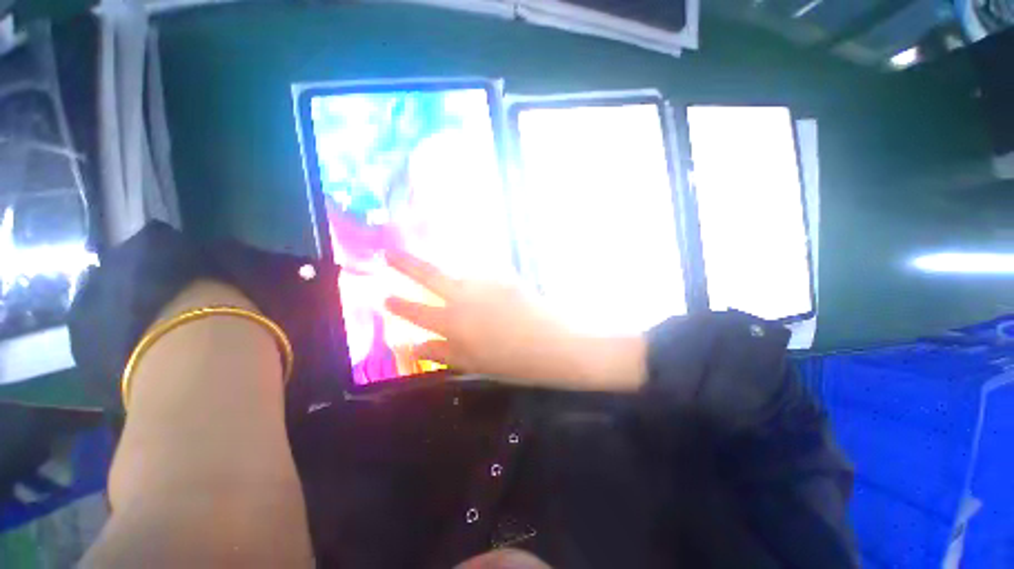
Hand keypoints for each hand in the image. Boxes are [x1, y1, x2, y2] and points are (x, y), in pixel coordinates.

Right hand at [384, 251, 646, 391]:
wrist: (557, 342)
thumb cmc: (515, 362)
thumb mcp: (474, 363)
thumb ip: (442, 352)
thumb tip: (415, 345)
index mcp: (453, 322)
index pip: (416, 311)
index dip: (399, 304)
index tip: (385, 296)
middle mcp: (464, 295)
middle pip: (429, 275)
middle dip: (405, 263)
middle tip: (388, 252)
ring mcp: (486, 281)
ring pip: (458, 270)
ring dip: (446, 270)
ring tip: (442, 273)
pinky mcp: (505, 275)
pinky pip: (482, 272)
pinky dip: (475, 277)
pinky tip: (480, 285)